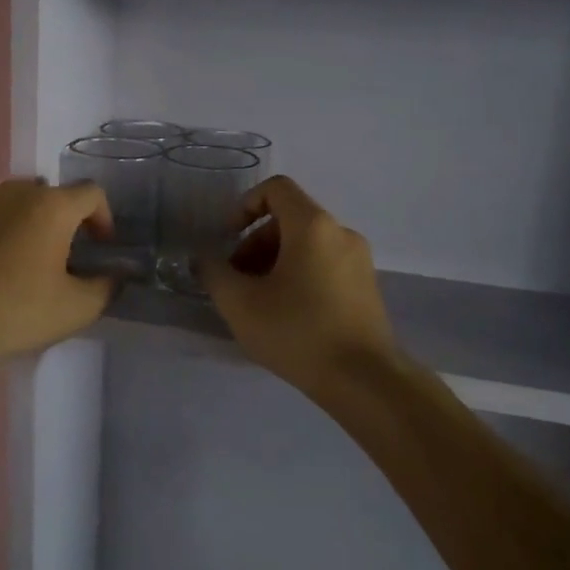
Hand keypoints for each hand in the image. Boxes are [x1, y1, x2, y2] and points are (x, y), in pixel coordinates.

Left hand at [0, 177, 114, 372]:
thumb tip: (113, 275)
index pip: (91, 194)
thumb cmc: (13, 313)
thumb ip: (105, 286)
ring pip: (10, 203)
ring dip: (23, 224)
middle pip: (49, 195)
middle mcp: (13, 192)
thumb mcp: (75, 309)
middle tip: (60, 256)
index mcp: (51, 206)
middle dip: (61, 220)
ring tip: (19, 261)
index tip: (100, 248)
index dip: (104, 218)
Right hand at [202, 176, 397, 396]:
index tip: (228, 238)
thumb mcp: (240, 303)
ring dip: (274, 262)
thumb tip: (202, 258)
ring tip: (257, 303)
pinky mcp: (366, 287)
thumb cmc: (297, 332)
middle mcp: (341, 233)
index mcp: (313, 226)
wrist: (364, 380)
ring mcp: (359, 261)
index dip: (244, 205)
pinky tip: (285, 315)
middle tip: (236, 281)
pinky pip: (325, 265)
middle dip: (254, 243)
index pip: (276, 189)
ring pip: (306, 245)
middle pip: (289, 220)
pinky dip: (299, 276)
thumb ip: (213, 273)